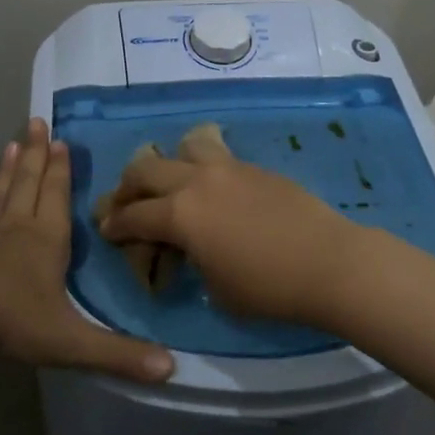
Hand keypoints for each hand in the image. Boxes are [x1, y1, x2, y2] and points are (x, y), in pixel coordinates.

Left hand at [0, 119, 174, 382]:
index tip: (60, 140)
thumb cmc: (13, 321)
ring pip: (0, 196)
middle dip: (36, 155)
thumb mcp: (72, 342)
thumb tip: (172, 370)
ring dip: (8, 171)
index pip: (57, 196)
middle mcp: (17, 230)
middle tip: (35, 122)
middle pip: (29, 184)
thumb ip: (119, 355)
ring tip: (12, 145)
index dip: (61, 169)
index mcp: (47, 241)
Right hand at [98, 151, 364, 325]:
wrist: (328, 261)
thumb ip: (189, 259)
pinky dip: (201, 167)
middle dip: (128, 187)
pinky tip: (212, 189)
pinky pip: (216, 155)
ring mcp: (227, 167)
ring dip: (168, 163)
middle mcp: (196, 181)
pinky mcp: (252, 166)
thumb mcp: (215, 287)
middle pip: (146, 169)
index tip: (106, 229)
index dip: (114, 225)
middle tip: (126, 204)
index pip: (133, 215)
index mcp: (180, 214)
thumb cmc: (268, 288)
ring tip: (172, 183)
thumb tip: (184, 247)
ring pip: (183, 146)